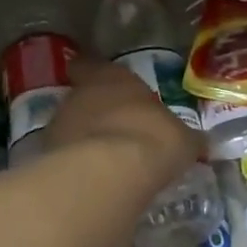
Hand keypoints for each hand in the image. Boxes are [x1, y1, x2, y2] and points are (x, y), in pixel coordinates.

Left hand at [45, 57, 202, 187]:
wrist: (110, 173)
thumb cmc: (152, 138)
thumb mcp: (182, 139)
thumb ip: (184, 138)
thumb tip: (198, 142)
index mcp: (111, 77)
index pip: (91, 65)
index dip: (94, 73)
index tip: (100, 82)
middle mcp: (79, 94)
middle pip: (81, 98)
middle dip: (95, 113)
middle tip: (115, 130)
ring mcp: (58, 125)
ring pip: (70, 128)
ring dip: (84, 140)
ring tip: (105, 161)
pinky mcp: (48, 157)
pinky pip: (65, 158)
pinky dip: (76, 166)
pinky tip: (94, 180)